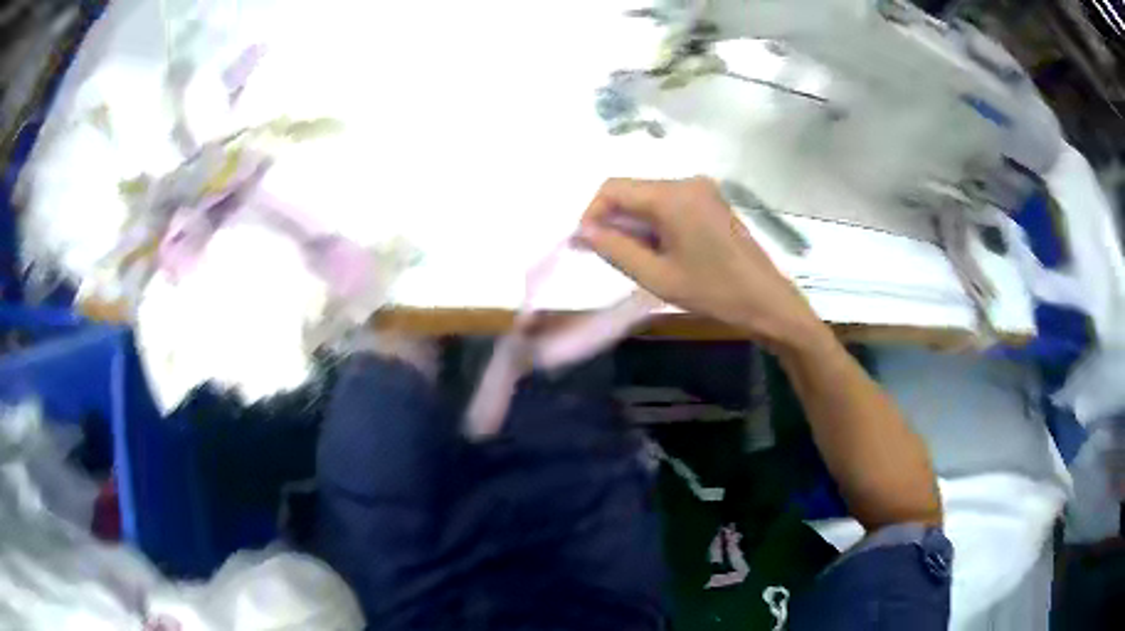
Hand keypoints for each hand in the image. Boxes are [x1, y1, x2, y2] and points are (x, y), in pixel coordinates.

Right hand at [578, 177, 822, 345]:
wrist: (767, 301)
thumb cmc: (713, 292)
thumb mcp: (657, 276)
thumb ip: (615, 249)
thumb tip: (582, 231)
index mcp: (672, 195)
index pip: (613, 189)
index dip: (592, 214)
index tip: (585, 245)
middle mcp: (686, 182)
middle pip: (632, 191)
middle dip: (612, 220)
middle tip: (602, 256)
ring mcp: (702, 190)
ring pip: (649, 199)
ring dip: (633, 224)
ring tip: (634, 259)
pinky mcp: (710, 202)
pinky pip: (669, 204)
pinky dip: (654, 224)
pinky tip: (658, 251)